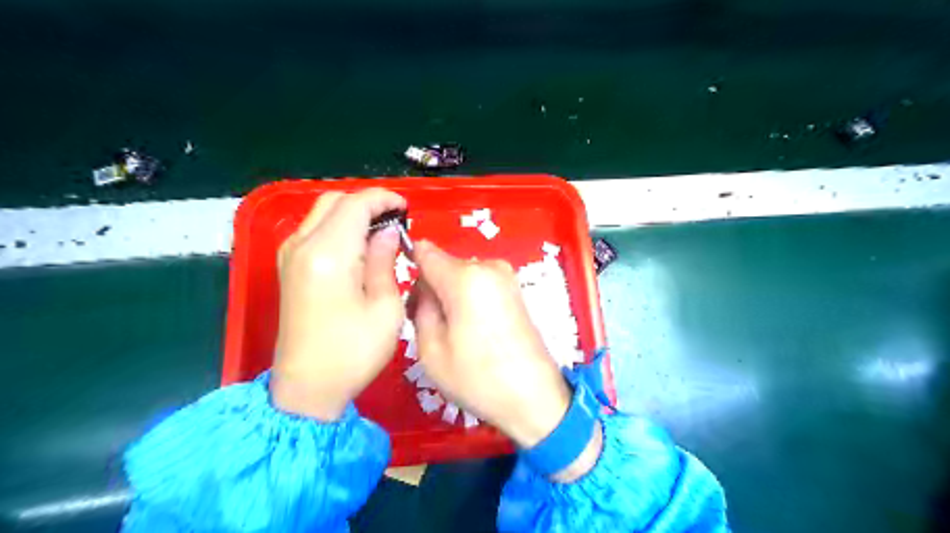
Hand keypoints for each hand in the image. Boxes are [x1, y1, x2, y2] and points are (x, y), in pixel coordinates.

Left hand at [273, 189, 410, 421]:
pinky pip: (315, 230)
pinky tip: (360, 247)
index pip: (356, 204)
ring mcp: (289, 255)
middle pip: (335, 201)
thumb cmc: (353, 352)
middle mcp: (302, 245)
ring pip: (323, 213)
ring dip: (353, 214)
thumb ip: (385, 260)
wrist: (306, 388)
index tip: (408, 209)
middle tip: (397, 221)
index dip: (384, 199)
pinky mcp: (288, 267)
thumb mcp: (385, 307)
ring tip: (382, 233)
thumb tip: (389, 232)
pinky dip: (339, 227)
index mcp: (328, 254)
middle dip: (368, 203)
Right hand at [411, 241, 569, 449]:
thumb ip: (420, 307)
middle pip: (444, 265)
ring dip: (450, 294)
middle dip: (431, 288)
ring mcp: (506, 276)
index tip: (407, 295)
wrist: (534, 396)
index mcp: (465, 278)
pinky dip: (469, 298)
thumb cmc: (478, 378)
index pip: (424, 252)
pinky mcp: (515, 289)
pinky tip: (472, 329)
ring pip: (461, 275)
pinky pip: (479, 283)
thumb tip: (424, 288)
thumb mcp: (430, 349)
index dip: (409, 266)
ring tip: (453, 332)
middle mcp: (488, 267)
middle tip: (428, 326)